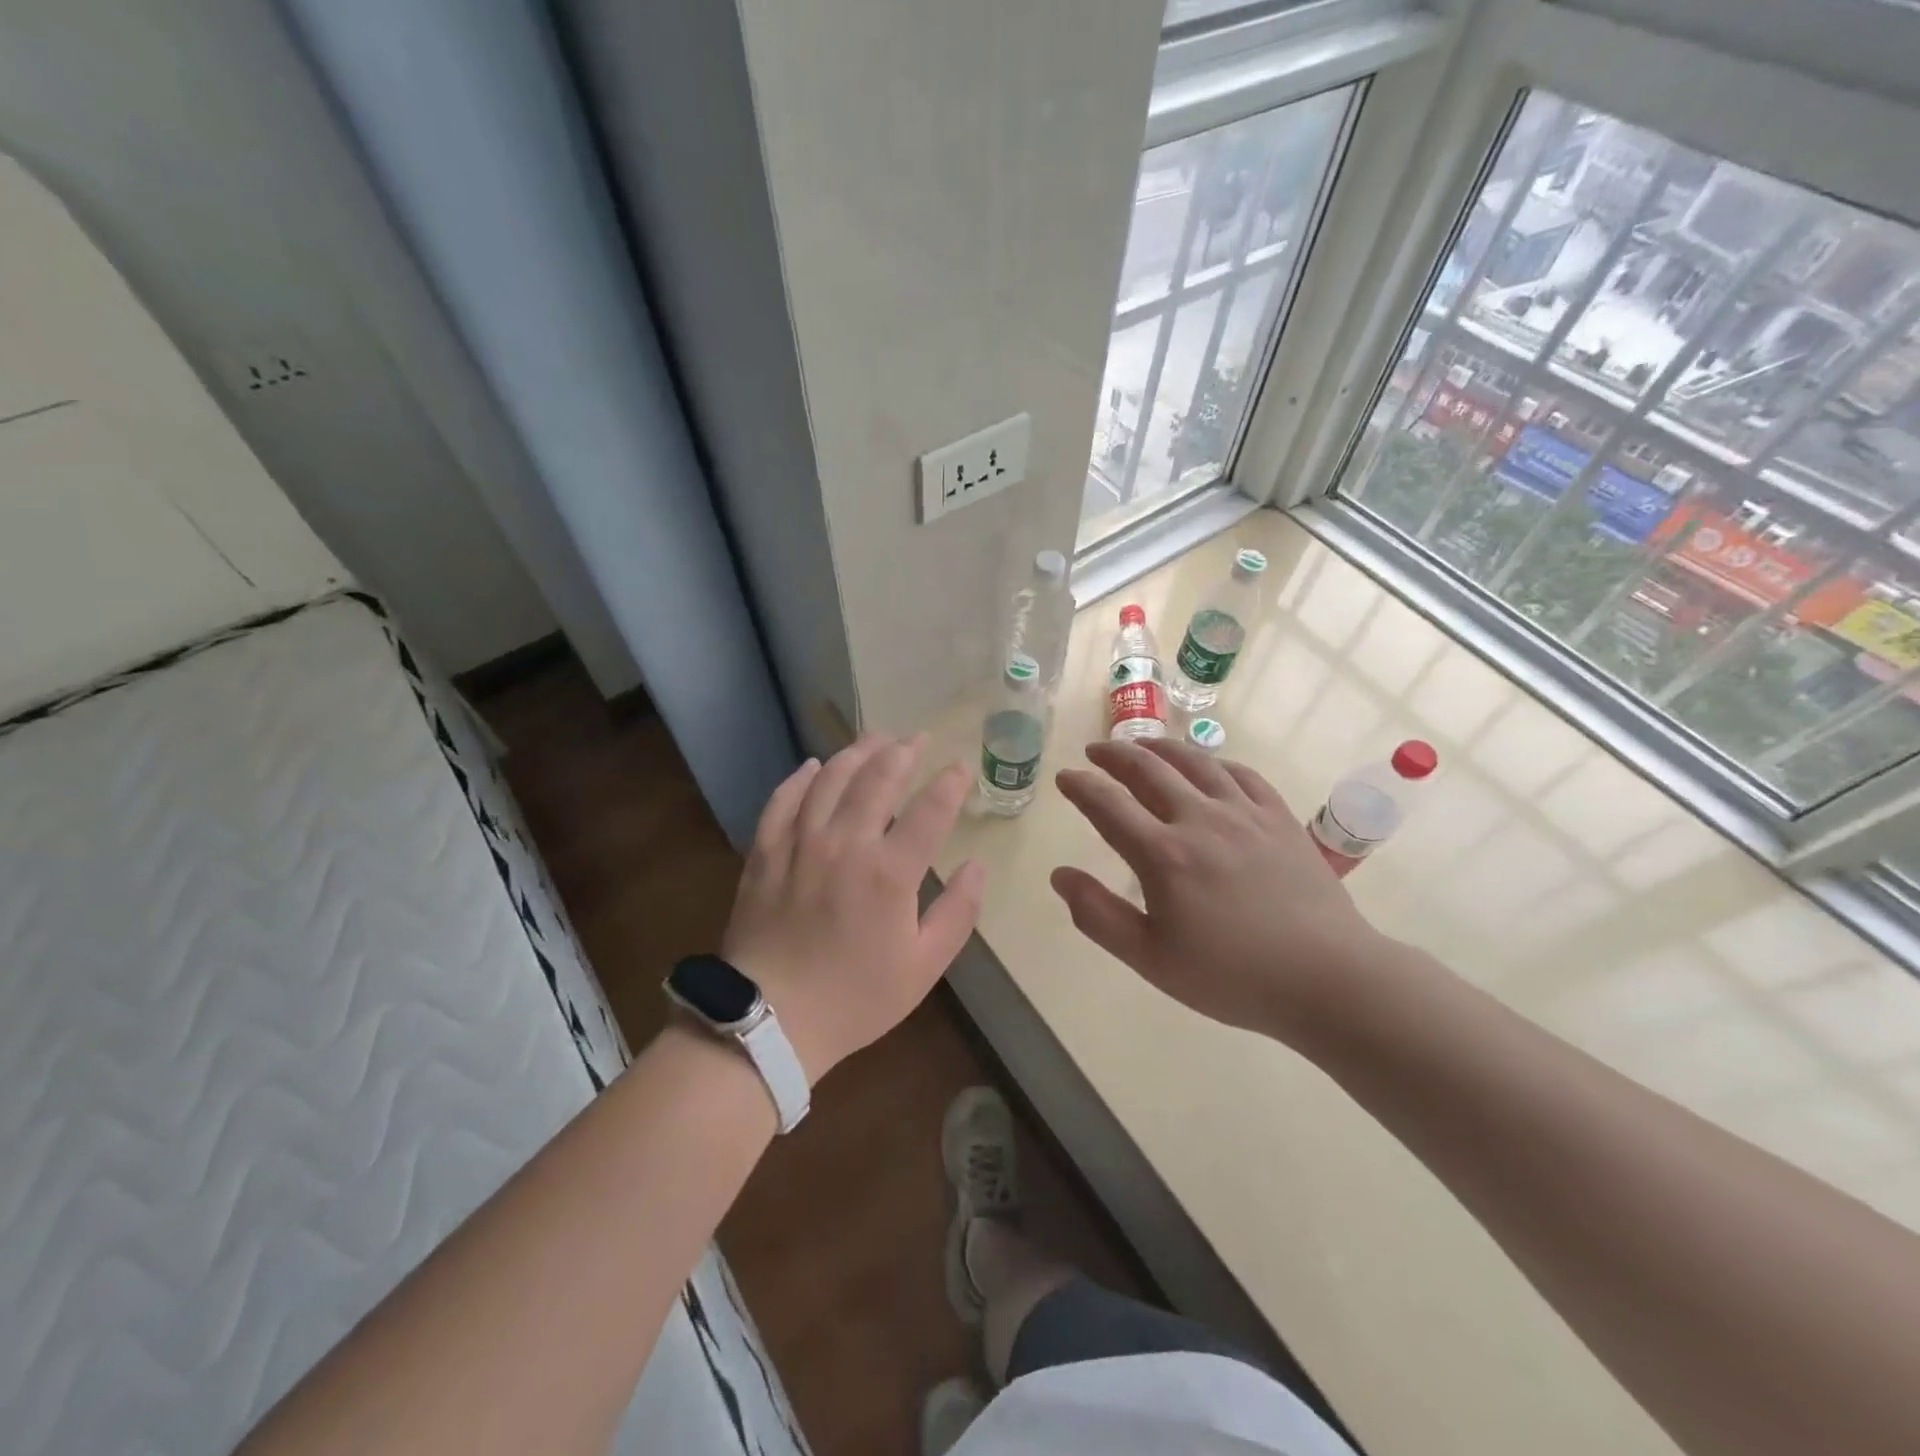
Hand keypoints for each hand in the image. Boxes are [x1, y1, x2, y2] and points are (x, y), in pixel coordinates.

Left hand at [721, 736, 985, 1082]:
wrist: (769, 1020)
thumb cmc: (855, 998)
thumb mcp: (923, 967)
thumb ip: (958, 912)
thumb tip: (977, 866)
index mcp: (890, 872)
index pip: (930, 810)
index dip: (949, 783)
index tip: (960, 767)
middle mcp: (845, 844)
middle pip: (877, 779)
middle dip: (903, 752)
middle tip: (918, 738)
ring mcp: (800, 843)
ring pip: (830, 779)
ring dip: (856, 753)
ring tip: (875, 739)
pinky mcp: (765, 852)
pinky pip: (783, 800)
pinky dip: (801, 778)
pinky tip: (813, 766)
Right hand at [1051, 738, 1389, 1043]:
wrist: (1327, 978)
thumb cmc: (1232, 976)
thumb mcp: (1151, 959)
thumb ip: (1099, 915)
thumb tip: (1059, 875)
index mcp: (1163, 855)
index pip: (1108, 805)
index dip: (1081, 786)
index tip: (1065, 777)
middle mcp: (1200, 819)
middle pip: (1148, 770)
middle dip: (1114, 755)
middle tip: (1095, 752)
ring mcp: (1244, 813)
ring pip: (1195, 762)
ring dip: (1160, 747)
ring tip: (1142, 745)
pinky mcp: (1279, 817)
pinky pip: (1241, 774)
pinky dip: (1214, 763)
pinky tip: (1207, 766)